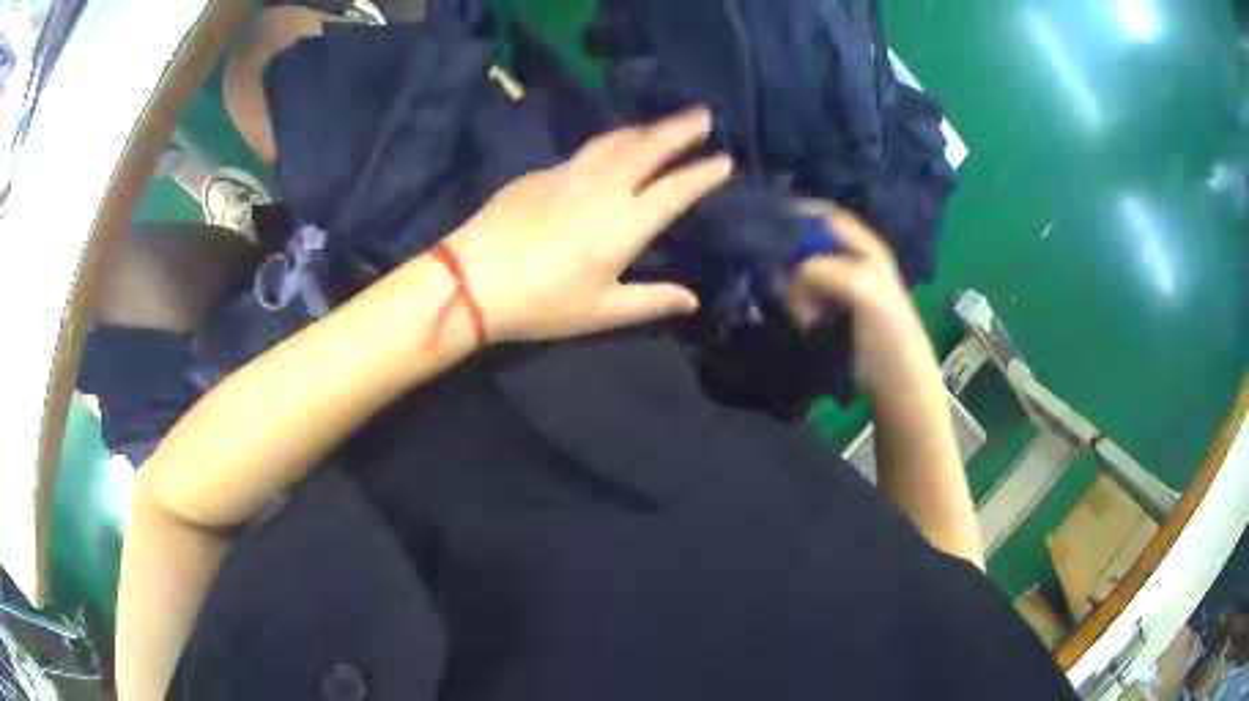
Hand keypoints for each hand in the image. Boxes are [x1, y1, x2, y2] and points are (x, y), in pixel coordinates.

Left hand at [441, 109, 732, 342]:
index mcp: (624, 224)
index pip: (675, 190)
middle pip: (648, 149)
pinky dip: (610, 143)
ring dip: (644, 130)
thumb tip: (692, 299)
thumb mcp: (601, 311)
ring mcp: (568, 175)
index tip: (725, 160)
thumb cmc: (541, 303)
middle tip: (703, 116)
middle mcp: (602, 188)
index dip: (703, 174)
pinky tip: (611, 148)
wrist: (472, 280)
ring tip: (662, 124)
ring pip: (615, 142)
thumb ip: (651, 301)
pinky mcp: (540, 174)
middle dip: (679, 130)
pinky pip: (586, 151)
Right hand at [785, 203, 939, 395]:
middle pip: (809, 243)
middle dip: (791, 256)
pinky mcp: (828, 313)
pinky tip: (798, 319)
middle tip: (776, 276)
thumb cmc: (891, 336)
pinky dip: (794, 304)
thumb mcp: (867, 294)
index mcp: (866, 250)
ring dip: (792, 287)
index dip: (800, 216)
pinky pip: (802, 298)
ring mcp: (838, 289)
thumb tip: (791, 271)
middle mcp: (850, 263)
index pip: (827, 218)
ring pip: (801, 272)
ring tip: (799, 312)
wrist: (897, 385)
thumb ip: (830, 271)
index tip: (767, 226)